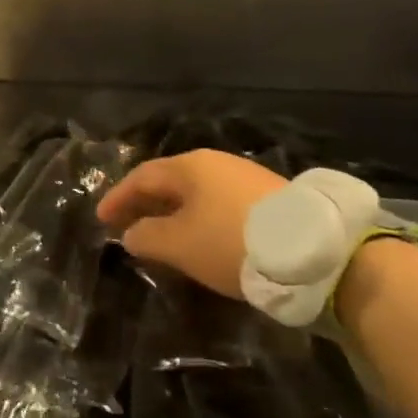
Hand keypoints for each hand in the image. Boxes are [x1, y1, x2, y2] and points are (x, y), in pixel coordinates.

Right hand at [96, 150, 284, 296]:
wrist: (317, 254)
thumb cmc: (231, 242)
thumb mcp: (178, 245)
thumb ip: (145, 237)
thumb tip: (131, 233)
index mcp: (189, 166)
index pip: (141, 177)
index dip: (118, 198)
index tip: (101, 219)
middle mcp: (216, 163)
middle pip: (169, 182)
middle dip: (144, 205)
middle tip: (126, 226)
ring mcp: (246, 178)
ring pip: (196, 194)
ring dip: (173, 213)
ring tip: (161, 237)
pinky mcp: (270, 199)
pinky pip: (219, 204)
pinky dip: (199, 219)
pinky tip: (200, 239)